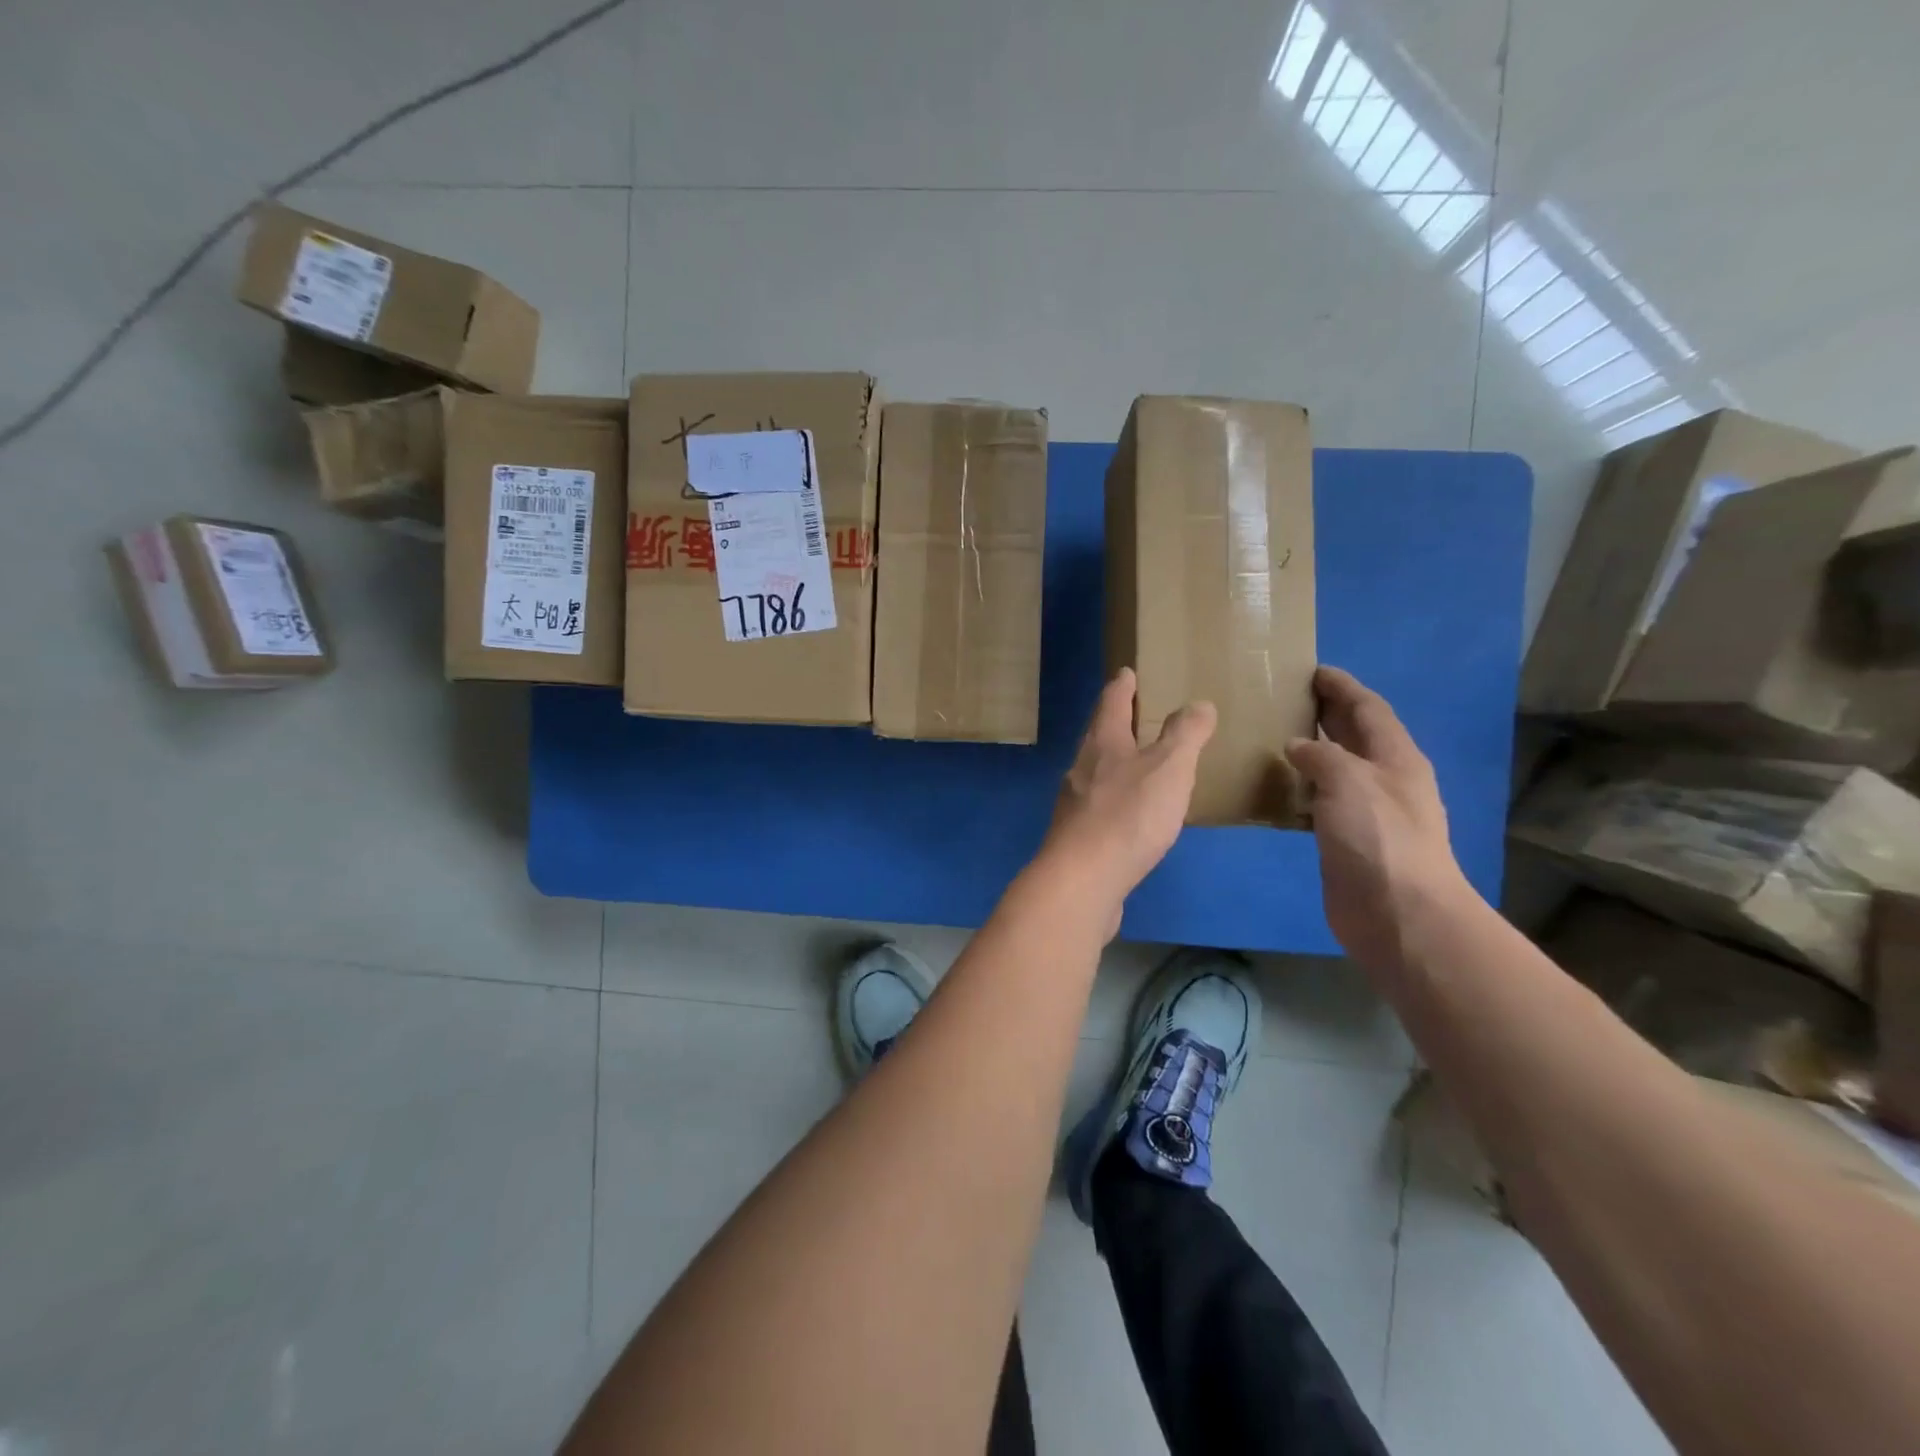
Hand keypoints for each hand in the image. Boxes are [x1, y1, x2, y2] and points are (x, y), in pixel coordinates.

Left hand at [1041, 669, 1216, 933]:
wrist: (1083, 880)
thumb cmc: (1128, 815)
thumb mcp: (1169, 767)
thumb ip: (1185, 735)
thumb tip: (1197, 704)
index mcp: (1102, 743)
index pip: (1111, 702)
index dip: (1122, 686)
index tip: (1127, 672)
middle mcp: (1081, 768)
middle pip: (1098, 736)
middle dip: (1116, 722)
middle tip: (1136, 713)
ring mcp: (1075, 804)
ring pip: (1097, 772)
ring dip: (1116, 763)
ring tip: (1140, 764)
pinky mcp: (1077, 838)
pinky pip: (1100, 808)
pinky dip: (1117, 801)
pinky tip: (1132, 816)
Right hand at [1285, 667, 1469, 970]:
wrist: (1398, 912)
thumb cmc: (1379, 837)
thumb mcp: (1349, 780)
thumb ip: (1321, 755)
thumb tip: (1296, 746)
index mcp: (1396, 757)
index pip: (1368, 708)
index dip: (1342, 687)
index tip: (1313, 670)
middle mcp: (1385, 779)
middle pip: (1355, 735)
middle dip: (1327, 713)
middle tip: (1287, 697)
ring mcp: (1369, 812)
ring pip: (1337, 769)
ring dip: (1311, 751)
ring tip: (1273, 736)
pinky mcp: (1348, 840)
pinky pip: (1321, 801)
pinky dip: (1300, 788)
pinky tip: (1275, 788)